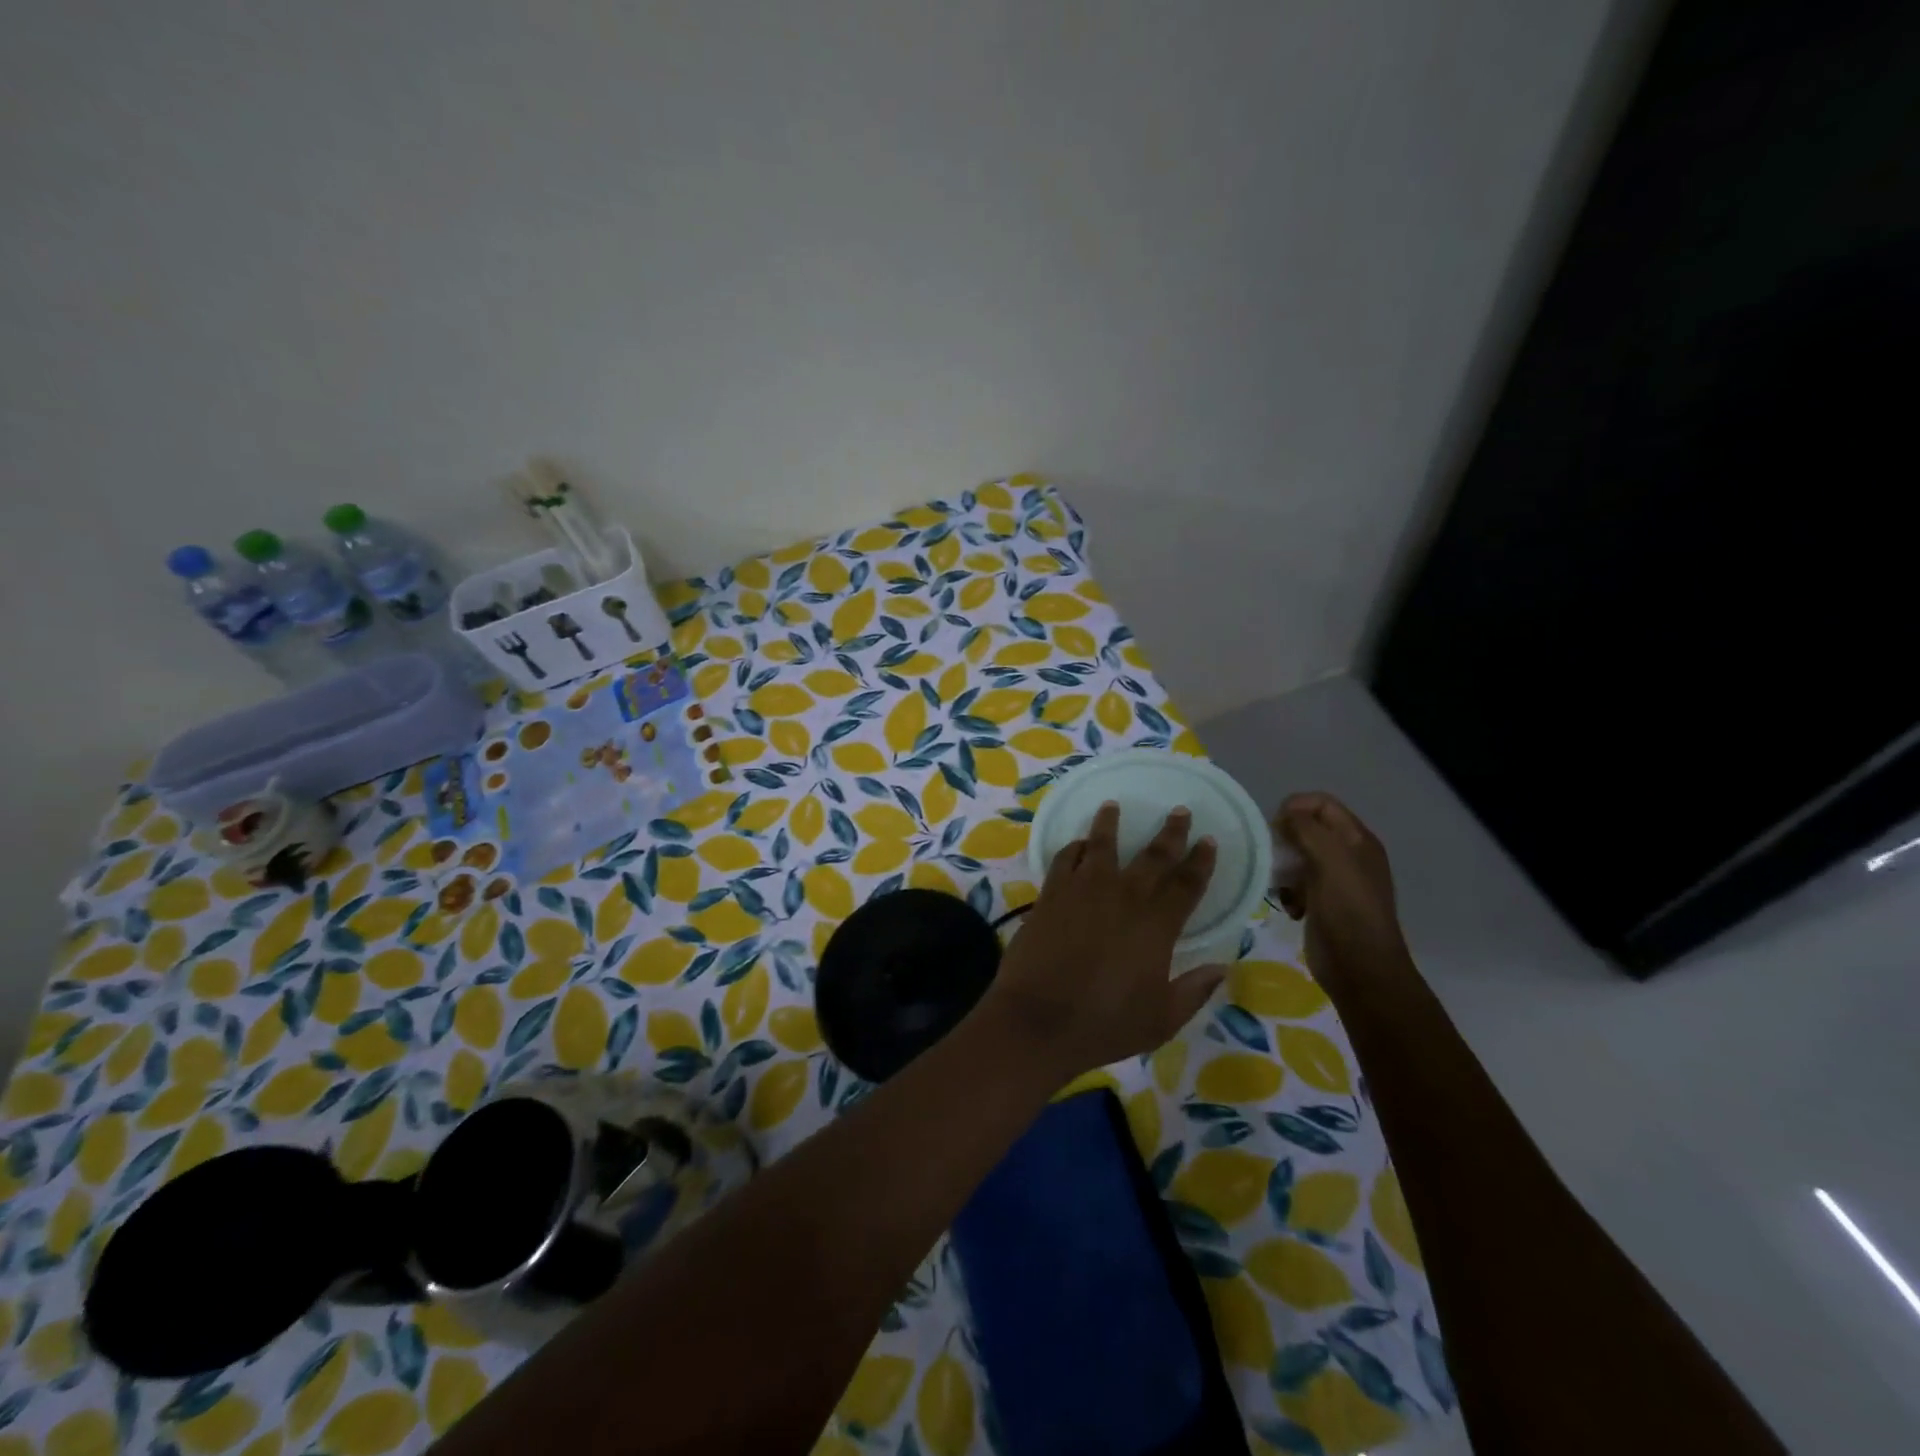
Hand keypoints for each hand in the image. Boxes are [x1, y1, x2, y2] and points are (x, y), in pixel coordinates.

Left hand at [984, 803, 1224, 1080]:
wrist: (1038, 1020)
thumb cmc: (1104, 1024)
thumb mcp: (1161, 1019)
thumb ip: (1194, 991)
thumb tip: (1222, 967)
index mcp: (1156, 925)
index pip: (1187, 883)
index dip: (1201, 861)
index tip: (1209, 840)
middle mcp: (1123, 897)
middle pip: (1152, 855)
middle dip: (1170, 832)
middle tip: (1179, 810)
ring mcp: (1083, 890)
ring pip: (1101, 845)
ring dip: (1110, 823)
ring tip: (1113, 805)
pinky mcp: (1051, 894)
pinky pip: (1064, 859)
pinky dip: (1073, 847)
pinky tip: (1077, 844)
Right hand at [1272, 793, 1410, 989]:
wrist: (1360, 969)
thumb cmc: (1348, 911)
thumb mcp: (1330, 861)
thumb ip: (1307, 830)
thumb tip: (1286, 813)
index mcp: (1357, 840)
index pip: (1322, 804)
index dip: (1296, 807)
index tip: (1274, 828)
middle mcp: (1348, 856)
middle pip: (1307, 829)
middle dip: (1284, 840)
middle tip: (1271, 858)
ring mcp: (1335, 881)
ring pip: (1297, 858)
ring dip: (1282, 868)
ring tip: (1279, 886)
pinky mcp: (1321, 903)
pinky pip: (1295, 884)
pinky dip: (1287, 892)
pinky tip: (1290, 907)